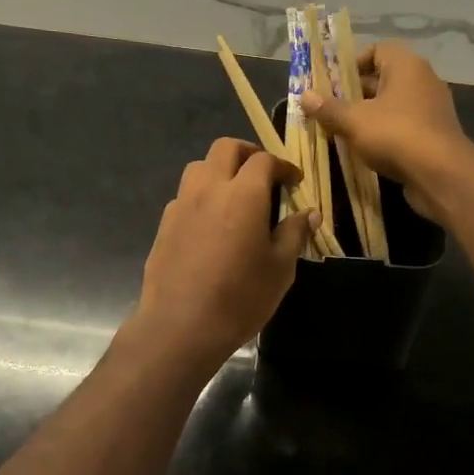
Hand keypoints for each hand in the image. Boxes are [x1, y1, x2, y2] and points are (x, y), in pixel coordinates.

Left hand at [131, 139, 311, 369]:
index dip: (283, 166)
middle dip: (248, 153)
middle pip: (225, 148)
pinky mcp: (164, 225)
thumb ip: (294, 234)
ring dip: (220, 170)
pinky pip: (184, 196)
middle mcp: (209, 189)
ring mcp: (181, 205)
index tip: (294, 181)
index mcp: (243, 194)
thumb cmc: (240, 297)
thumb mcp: (280, 268)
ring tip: (235, 194)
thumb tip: (309, 213)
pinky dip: (202, 197)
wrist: (181, 326)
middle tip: (264, 175)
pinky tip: (211, 224)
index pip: (264, 160)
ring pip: (199, 167)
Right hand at [300, 42, 469, 222]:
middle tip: (330, 110)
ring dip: (369, 116)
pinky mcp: (434, 135)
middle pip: (383, 79)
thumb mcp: (354, 121)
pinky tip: (367, 150)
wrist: (441, 175)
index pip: (377, 50)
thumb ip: (329, 108)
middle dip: (355, 94)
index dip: (353, 64)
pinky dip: (386, 134)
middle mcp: (423, 80)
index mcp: (406, 65)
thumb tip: (304, 96)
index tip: (332, 84)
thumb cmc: (395, 135)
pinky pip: (404, 126)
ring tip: (343, 131)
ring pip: (393, 105)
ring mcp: (432, 109)